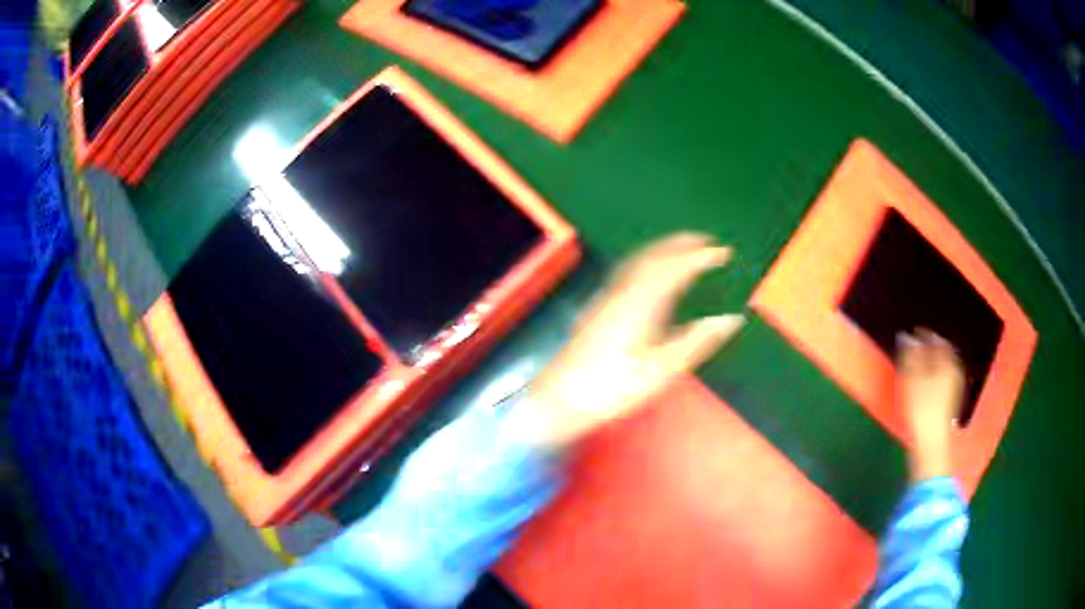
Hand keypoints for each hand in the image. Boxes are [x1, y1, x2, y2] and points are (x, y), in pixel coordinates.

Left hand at [518, 233, 744, 450]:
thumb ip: (698, 341)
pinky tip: (648, 273)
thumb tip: (730, 319)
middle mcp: (623, 291)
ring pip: (637, 260)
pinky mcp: (597, 306)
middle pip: (654, 255)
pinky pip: (627, 270)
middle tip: (705, 240)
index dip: (701, 256)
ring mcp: (607, 297)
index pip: (676, 267)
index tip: (723, 251)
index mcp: (643, 302)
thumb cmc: (613, 387)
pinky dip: (645, 260)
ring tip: (682, 248)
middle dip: (681, 244)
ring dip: (662, 249)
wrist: (560, 398)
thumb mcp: (662, 370)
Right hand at [896, 329, 964, 481]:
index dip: (922, 334)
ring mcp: (955, 386)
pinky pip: (943, 378)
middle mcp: (954, 369)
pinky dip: (935, 374)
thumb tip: (906, 336)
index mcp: (947, 360)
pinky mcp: (951, 400)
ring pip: (943, 365)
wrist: (931, 443)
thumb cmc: (921, 408)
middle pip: (942, 351)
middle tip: (915, 345)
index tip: (911, 332)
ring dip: (932, 361)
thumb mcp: (912, 379)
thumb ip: (910, 354)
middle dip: (929, 347)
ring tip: (918, 363)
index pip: (935, 338)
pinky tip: (926, 381)